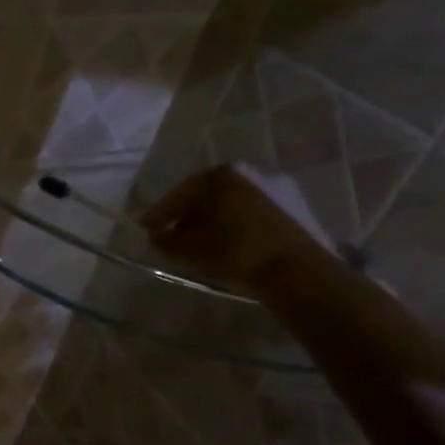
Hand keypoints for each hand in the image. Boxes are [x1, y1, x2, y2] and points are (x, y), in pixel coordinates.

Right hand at [140, 163, 337, 291]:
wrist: (299, 272)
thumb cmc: (236, 254)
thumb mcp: (190, 251)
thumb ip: (166, 241)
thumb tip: (157, 236)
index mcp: (221, 176)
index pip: (179, 194)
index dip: (159, 213)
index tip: (145, 228)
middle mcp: (250, 172)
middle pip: (207, 194)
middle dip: (188, 214)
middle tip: (172, 233)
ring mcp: (277, 186)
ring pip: (233, 202)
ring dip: (214, 218)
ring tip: (203, 241)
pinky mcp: (296, 205)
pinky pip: (254, 211)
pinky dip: (238, 223)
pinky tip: (232, 243)